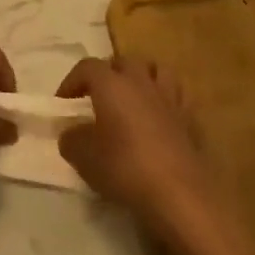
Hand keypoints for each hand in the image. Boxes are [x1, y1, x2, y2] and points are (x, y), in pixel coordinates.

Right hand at [56, 56, 224, 248]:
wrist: (178, 194)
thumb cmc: (124, 168)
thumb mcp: (83, 157)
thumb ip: (71, 139)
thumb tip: (71, 133)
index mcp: (111, 84)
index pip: (87, 67)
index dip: (72, 81)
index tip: (63, 102)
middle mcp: (141, 82)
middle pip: (124, 61)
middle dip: (109, 73)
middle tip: (98, 95)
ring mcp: (169, 98)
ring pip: (157, 71)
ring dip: (143, 78)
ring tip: (133, 98)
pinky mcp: (190, 120)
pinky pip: (176, 97)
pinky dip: (165, 101)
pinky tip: (159, 119)